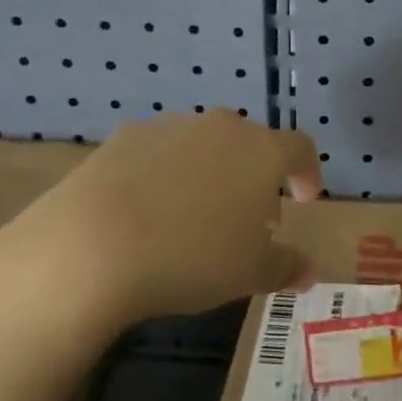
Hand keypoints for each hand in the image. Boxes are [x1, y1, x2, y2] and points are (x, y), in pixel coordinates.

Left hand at [0, 110, 321, 339]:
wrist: (92, 245)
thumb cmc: (191, 257)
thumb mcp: (249, 273)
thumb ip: (285, 267)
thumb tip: (309, 272)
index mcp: (262, 151)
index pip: (300, 149)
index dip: (307, 173)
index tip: (303, 200)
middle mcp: (222, 127)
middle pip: (251, 144)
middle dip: (256, 177)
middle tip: (249, 219)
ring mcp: (171, 126)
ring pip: (205, 145)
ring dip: (212, 173)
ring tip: (196, 216)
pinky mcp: (126, 137)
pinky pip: (161, 152)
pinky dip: (167, 174)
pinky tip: (150, 211)